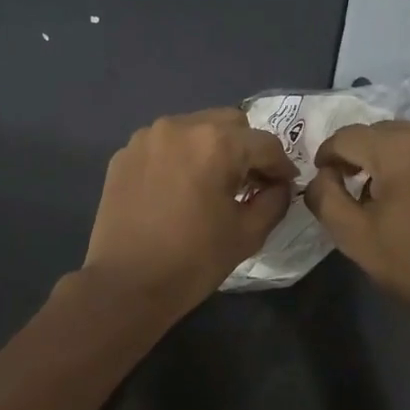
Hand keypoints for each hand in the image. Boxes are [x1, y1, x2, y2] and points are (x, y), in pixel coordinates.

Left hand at [82, 108, 294, 314]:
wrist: (125, 285)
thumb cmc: (193, 261)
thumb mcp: (248, 234)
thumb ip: (274, 201)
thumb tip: (279, 186)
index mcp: (216, 143)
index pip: (265, 143)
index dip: (281, 166)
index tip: (285, 185)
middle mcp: (180, 126)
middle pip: (229, 124)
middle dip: (246, 149)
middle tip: (249, 183)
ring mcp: (147, 137)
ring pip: (194, 128)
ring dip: (211, 149)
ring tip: (211, 184)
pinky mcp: (124, 154)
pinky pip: (164, 144)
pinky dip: (179, 158)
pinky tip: (177, 189)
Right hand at [304, 122, 409, 334]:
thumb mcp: (352, 237)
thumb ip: (324, 196)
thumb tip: (323, 173)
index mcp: (404, 151)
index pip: (349, 136)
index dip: (329, 155)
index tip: (326, 178)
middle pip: (382, 132)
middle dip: (363, 156)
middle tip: (356, 190)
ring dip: (395, 157)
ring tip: (394, 194)